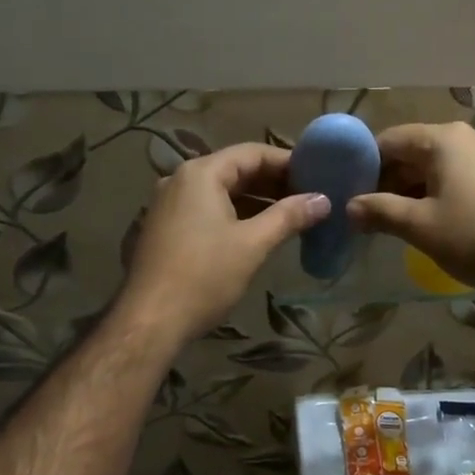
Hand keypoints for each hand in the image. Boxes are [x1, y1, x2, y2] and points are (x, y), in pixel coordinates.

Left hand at [118, 143, 330, 345]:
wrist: (151, 321)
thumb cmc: (204, 277)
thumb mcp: (253, 245)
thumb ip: (289, 216)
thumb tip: (323, 200)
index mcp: (201, 174)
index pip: (252, 153)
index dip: (287, 162)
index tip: (318, 175)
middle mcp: (180, 180)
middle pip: (235, 170)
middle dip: (273, 183)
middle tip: (309, 197)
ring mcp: (169, 205)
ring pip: (221, 192)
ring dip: (256, 201)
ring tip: (292, 216)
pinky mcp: (165, 229)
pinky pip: (207, 210)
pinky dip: (235, 215)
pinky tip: (259, 233)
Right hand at [348, 123, 474, 296]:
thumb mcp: (420, 226)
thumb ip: (380, 211)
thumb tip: (349, 207)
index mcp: (442, 139)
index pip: (388, 140)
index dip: (363, 165)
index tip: (346, 192)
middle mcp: (464, 138)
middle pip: (411, 152)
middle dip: (385, 180)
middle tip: (363, 211)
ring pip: (433, 167)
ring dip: (408, 191)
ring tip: (388, 221)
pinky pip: (454, 177)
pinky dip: (434, 194)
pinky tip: (424, 221)